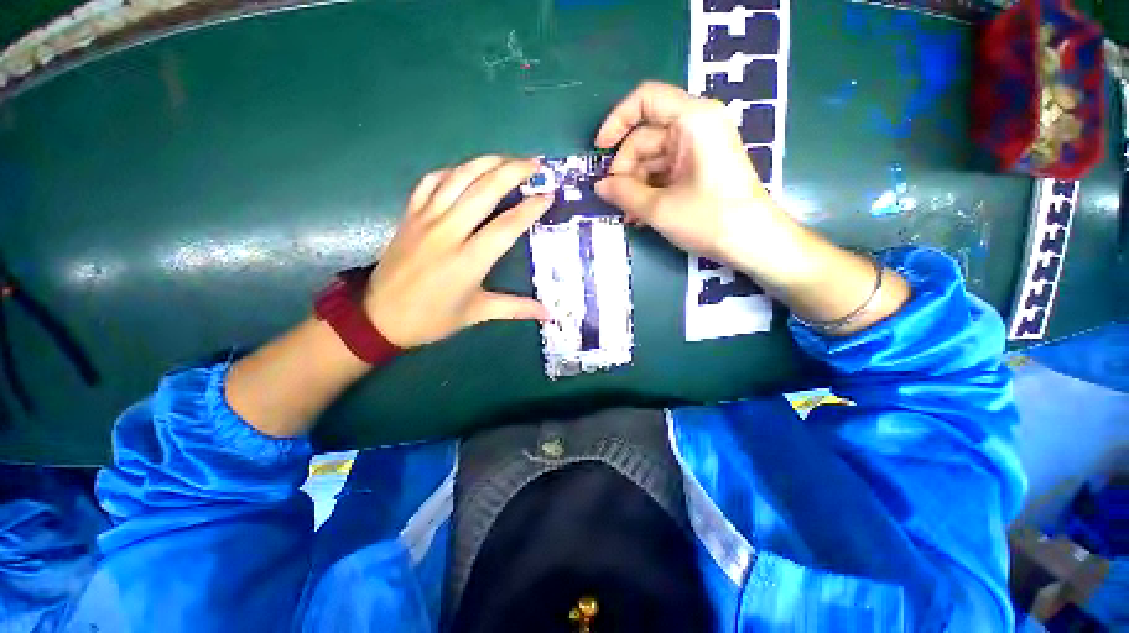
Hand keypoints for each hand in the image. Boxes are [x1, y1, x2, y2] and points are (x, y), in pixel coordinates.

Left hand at [365, 156, 552, 348]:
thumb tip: (548, 314)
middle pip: (484, 190)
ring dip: (486, 162)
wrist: (379, 317)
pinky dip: (453, 170)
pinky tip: (467, 170)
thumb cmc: (432, 319)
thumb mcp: (477, 314)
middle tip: (534, 164)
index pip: (506, 226)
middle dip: (513, 171)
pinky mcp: (410, 215)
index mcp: (468, 261)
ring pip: (458, 178)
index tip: (548, 195)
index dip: (530, 209)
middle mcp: (448, 233)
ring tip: (508, 158)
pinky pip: (431, 181)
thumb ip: (515, 308)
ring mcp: (425, 219)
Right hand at [594, 82, 794, 273]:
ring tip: (628, 215)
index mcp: (693, 120)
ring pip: (654, 159)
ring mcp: (700, 148)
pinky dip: (651, 190)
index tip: (600, 150)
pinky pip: (666, 172)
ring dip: (636, 186)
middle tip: (615, 199)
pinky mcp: (701, 168)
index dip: (617, 120)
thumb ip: (624, 193)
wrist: (754, 243)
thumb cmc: (709, 219)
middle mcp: (697, 126)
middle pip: (646, 136)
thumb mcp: (659, 208)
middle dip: (626, 169)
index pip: (646, 99)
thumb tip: (599, 186)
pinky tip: (640, 215)